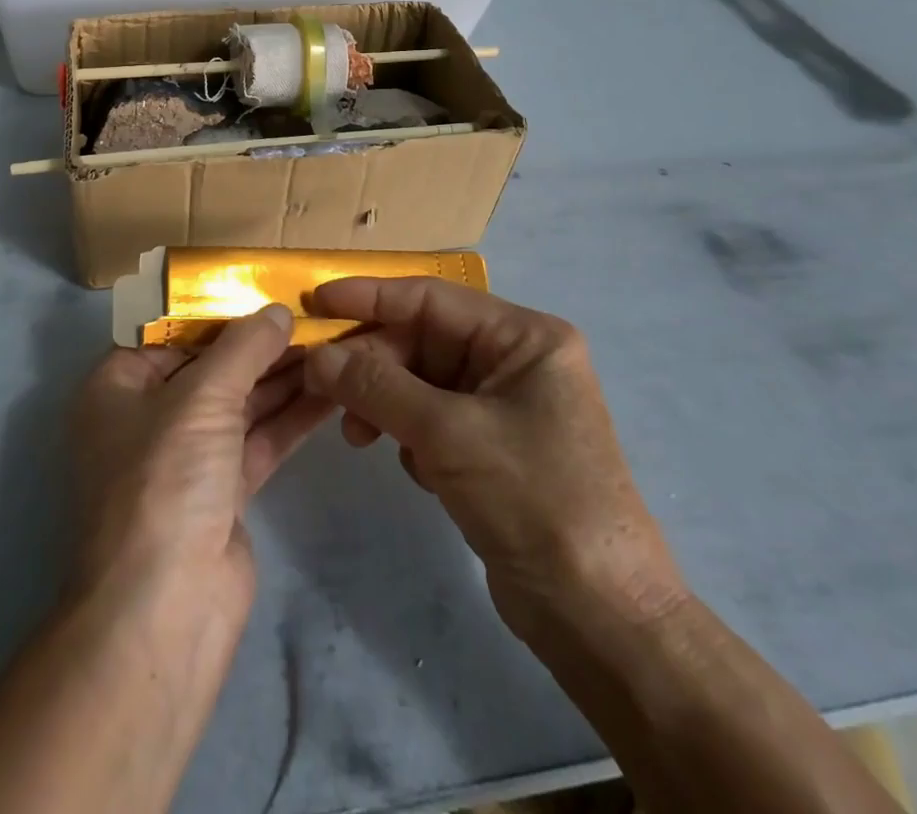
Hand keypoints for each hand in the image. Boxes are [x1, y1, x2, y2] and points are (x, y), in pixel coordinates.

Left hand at [70, 305, 333, 622]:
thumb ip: (243, 349)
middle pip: (211, 366)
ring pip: (240, 403)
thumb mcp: (200, 398)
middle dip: (261, 344)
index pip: (170, 332)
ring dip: (283, 377)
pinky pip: (259, 439)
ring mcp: (187, 458)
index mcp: (118, 386)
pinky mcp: (222, 492)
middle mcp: (148, 417)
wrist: (164, 610)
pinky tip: (331, 390)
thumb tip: (278, 312)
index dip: (217, 310)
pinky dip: (291, 416)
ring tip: (333, 343)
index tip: (266, 289)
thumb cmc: (163, 480)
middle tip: (314, 315)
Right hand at [304, 278, 687, 646]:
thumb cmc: (534, 501)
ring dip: (384, 403)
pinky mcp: (492, 447)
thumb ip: (376, 386)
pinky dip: (410, 435)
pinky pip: (432, 418)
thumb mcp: (447, 434)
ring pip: (421, 382)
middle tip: (323, 387)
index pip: (431, 297)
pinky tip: (414, 470)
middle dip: (373, 364)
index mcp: (524, 337)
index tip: (316, 301)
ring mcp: (505, 405)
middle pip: (422, 340)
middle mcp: (516, 360)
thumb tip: (315, 356)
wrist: (600, 618)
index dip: (370, 296)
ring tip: (358, 436)